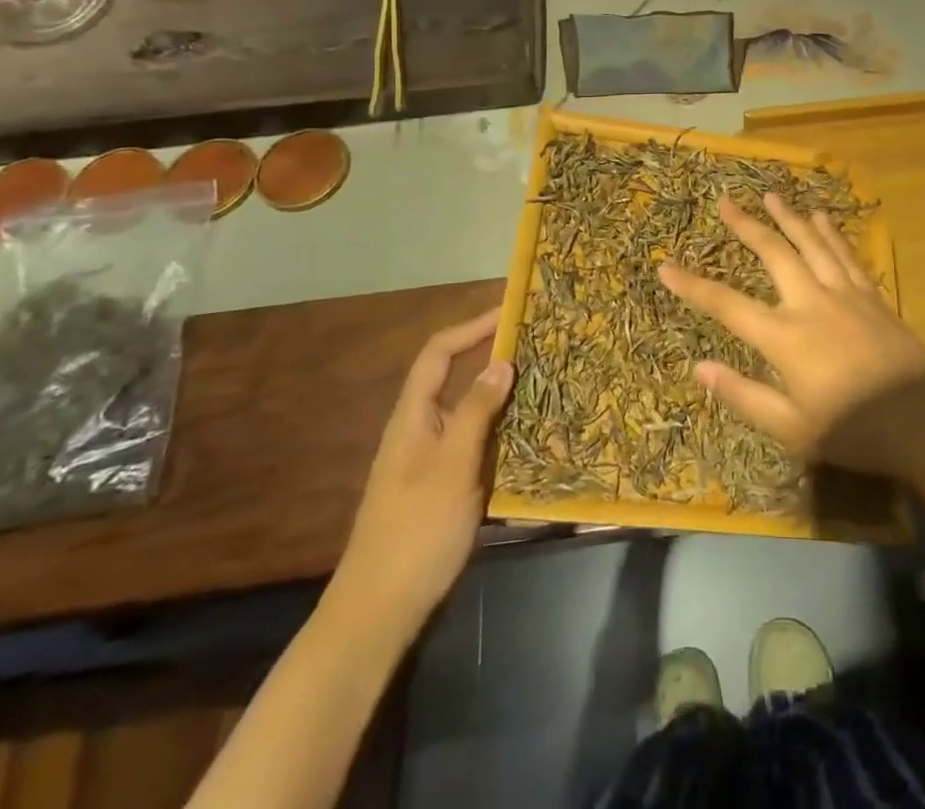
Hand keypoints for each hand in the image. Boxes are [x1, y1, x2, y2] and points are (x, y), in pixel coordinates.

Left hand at [330, 308, 513, 631]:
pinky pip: (477, 444)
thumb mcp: (452, 466)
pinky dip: (502, 432)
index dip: (472, 327)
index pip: (439, 353)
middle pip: (456, 377)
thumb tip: (501, 362)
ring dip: (503, 396)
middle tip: (539, 347)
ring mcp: (432, 460)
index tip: (511, 312)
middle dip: (494, 357)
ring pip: (470, 412)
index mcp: (413, 416)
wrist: (378, 612)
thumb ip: (475, 411)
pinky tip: (532, 437)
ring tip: (546, 384)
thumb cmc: (415, 531)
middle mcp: (421, 429)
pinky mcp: (444, 487)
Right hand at [659, 194, 924, 481]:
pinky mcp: (872, 295)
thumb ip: (743, 395)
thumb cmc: (853, 431)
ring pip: (812, 243)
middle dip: (747, 225)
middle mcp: (812, 302)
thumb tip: (698, 367)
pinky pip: (846, 254)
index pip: (727, 304)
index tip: (665, 266)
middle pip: (773, 253)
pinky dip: (831, 232)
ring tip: (770, 195)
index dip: (693, 285)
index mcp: (785, 336)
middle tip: (726, 201)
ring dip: (789, 216)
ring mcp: (845, 294)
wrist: (924, 423)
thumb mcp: (791, 428)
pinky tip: (822, 217)